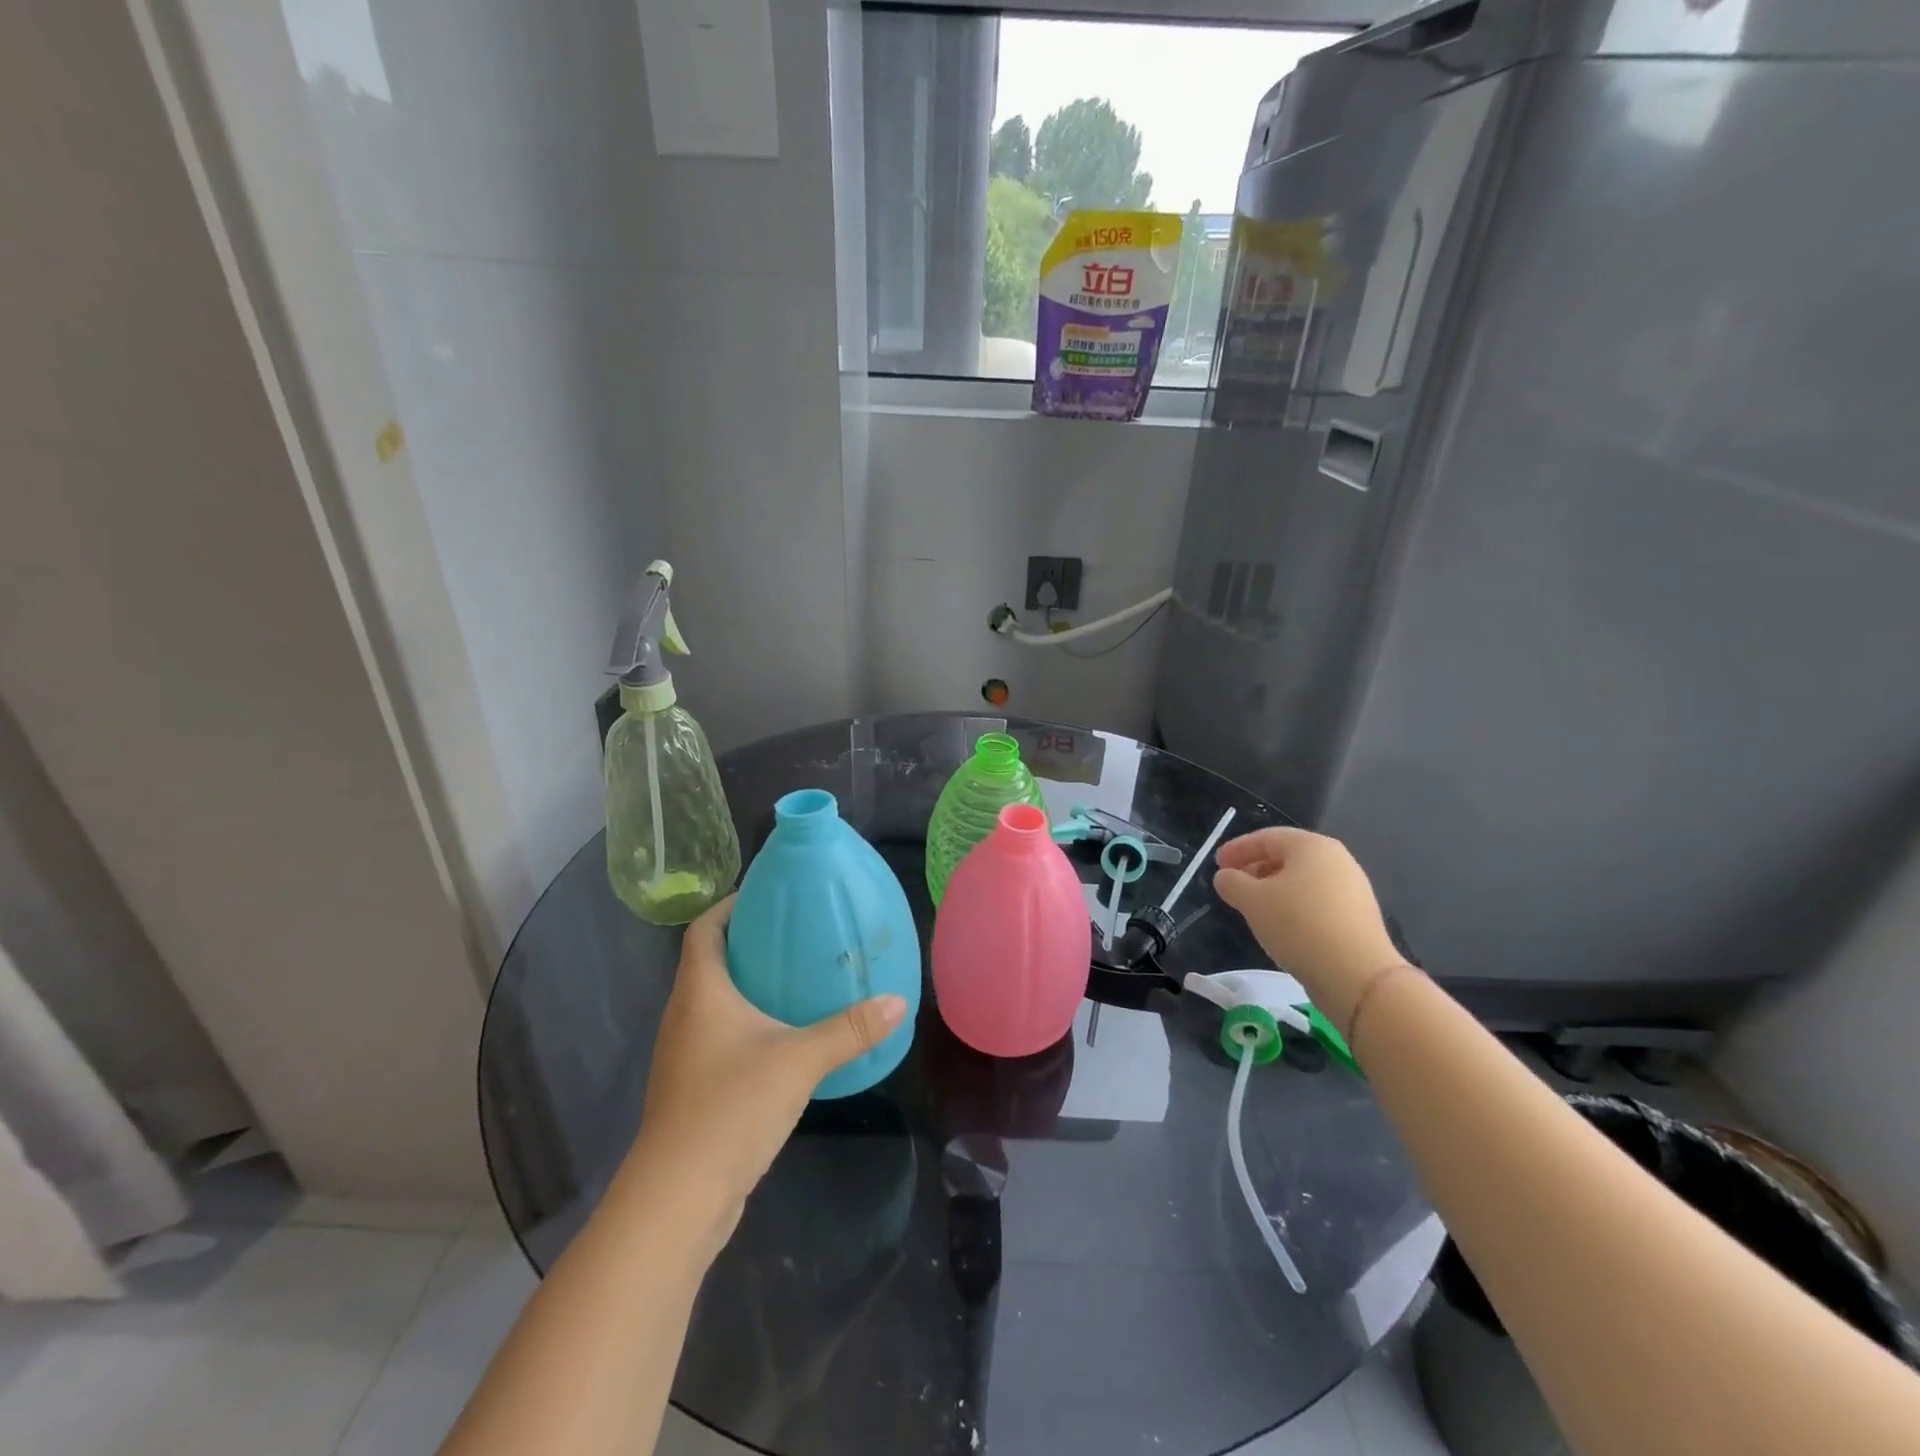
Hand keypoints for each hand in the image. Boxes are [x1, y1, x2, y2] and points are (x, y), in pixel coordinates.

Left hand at [624, 896, 907, 1248]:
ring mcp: (683, 1056)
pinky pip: (720, 1038)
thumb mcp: (799, 1061)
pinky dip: (747, 1025)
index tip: (765, 894)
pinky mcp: (692, 1089)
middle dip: (748, 944)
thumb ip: (849, 1029)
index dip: (728, 905)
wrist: (677, 1198)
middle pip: (709, 963)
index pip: (703, 929)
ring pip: (714, 1003)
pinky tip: (784, 1040)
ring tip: (796, 980)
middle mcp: (684, 1015)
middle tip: (796, 934)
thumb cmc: (731, 1107)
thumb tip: (897, 1002)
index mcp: (699, 992)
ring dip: (748, 987)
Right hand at [1213, 828, 1406, 1033]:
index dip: (1237, 848)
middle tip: (1233, 884)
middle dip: (1255, 868)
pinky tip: (1280, 925)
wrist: (1357, 974)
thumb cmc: (1298, 925)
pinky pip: (1316, 900)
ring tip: (1253, 907)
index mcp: (1311, 846)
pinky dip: (1293, 905)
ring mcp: (1352, 888)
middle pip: (1287, 856)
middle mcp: (1336, 859)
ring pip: (1302, 880)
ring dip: (1273, 888)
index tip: (1216, 864)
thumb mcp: (1252, 900)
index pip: (1266, 838)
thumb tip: (1226, 877)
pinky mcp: (1357, 916)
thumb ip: (1232, 882)